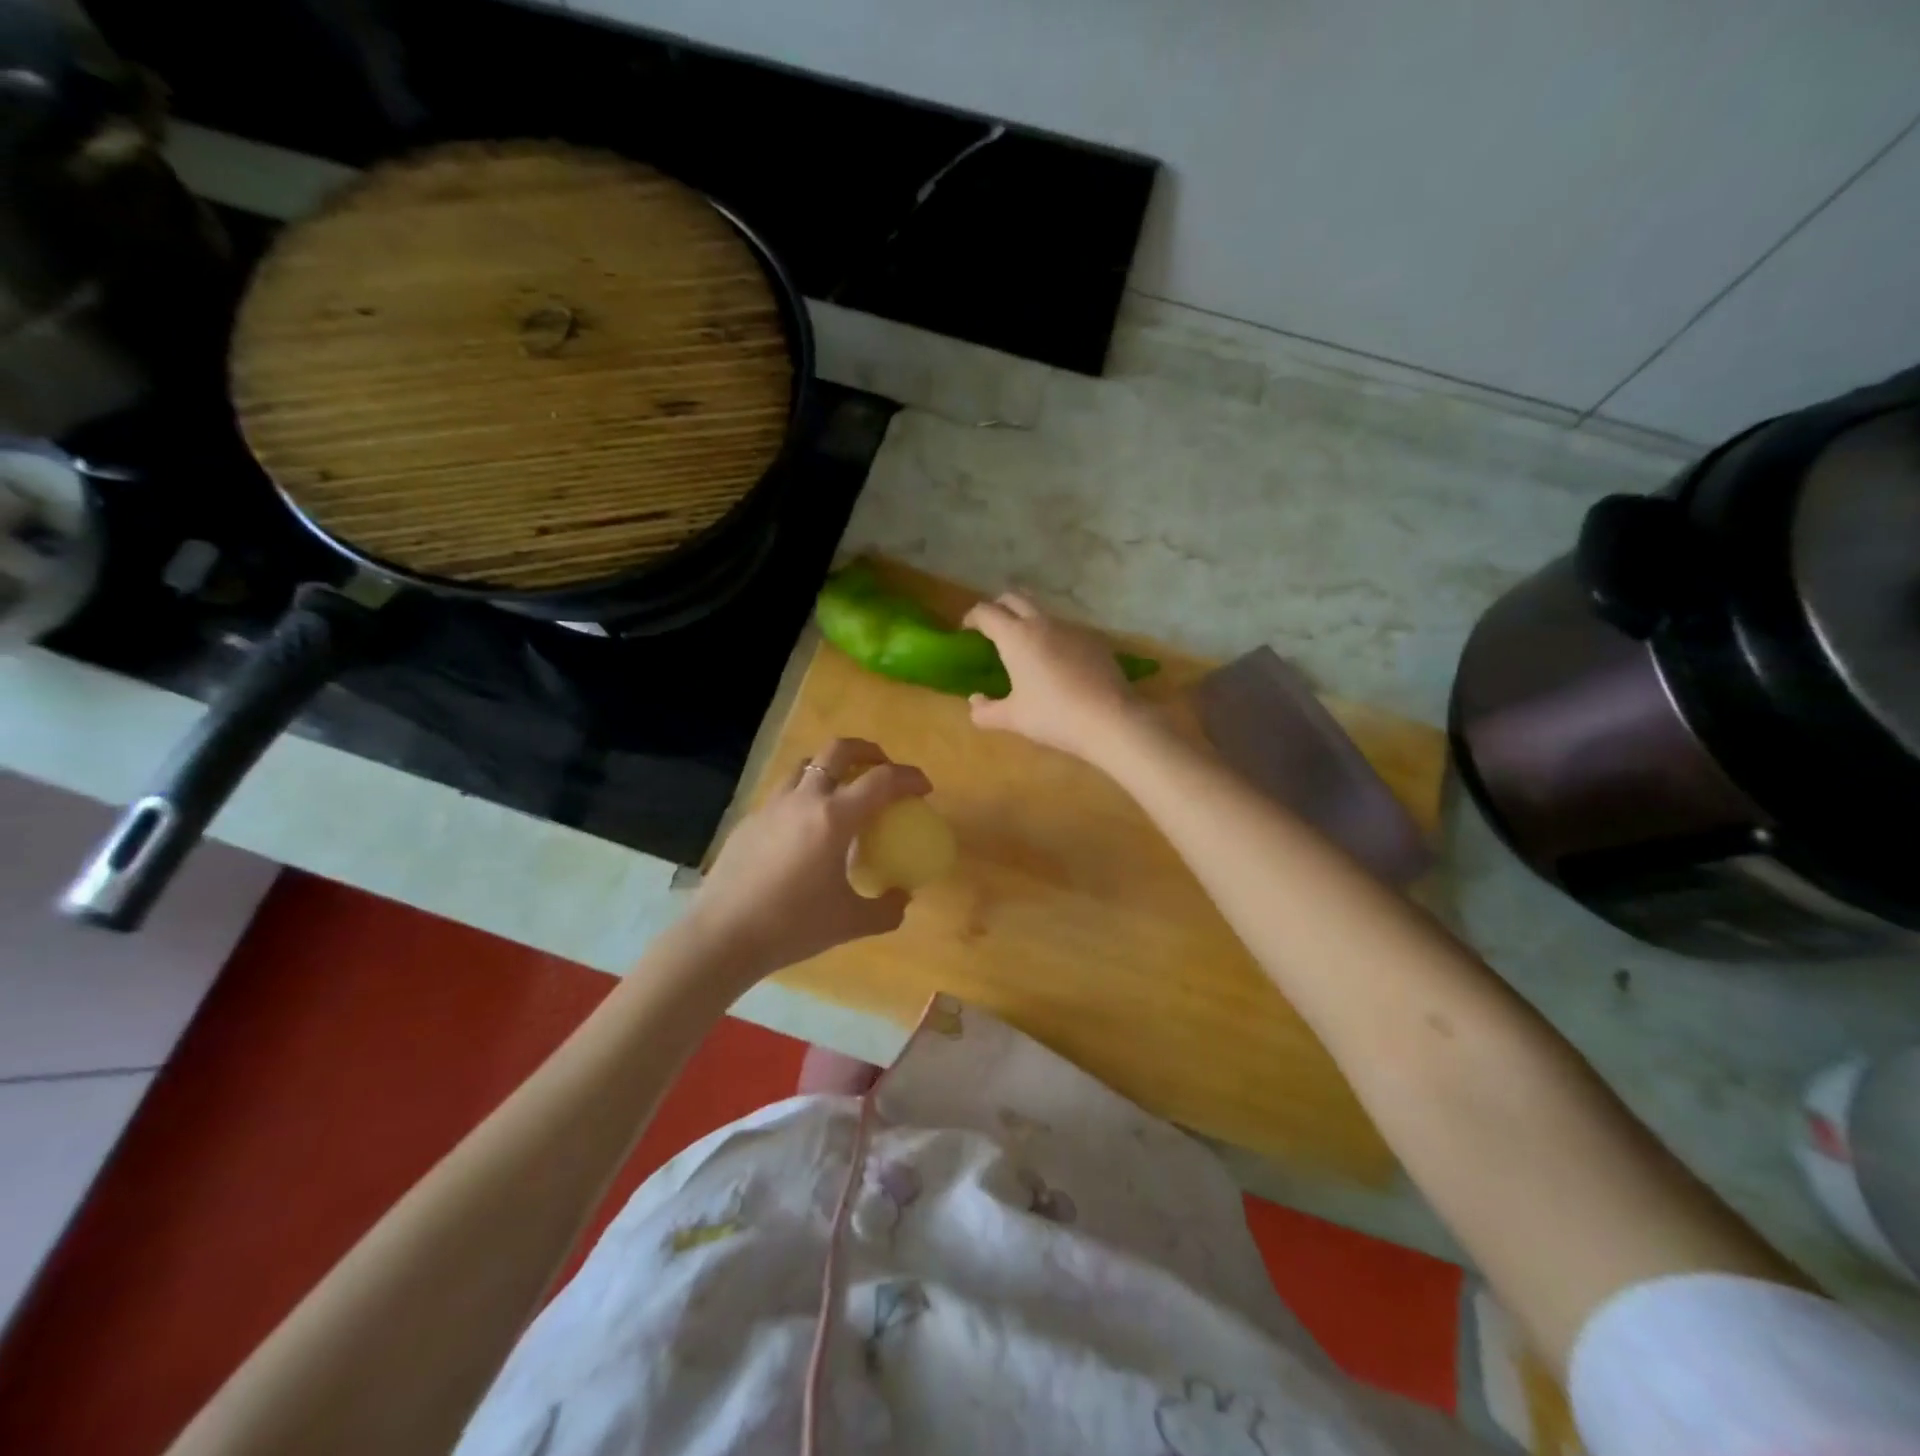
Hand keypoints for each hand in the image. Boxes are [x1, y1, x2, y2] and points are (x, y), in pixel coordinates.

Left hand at [686, 738, 930, 979]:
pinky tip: (805, 829)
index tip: (924, 788)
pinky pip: (784, 793)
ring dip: (832, 768)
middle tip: (883, 770)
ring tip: (843, 792)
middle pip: (839, 750)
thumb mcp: (851, 923)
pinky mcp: (749, 821)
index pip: (881, 780)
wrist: (723, 936)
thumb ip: (887, 909)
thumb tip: (902, 897)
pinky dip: (804, 795)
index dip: (909, 777)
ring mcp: (772, 806)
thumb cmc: (792, 927)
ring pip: (806, 765)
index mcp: (834, 818)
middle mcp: (804, 800)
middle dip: (869, 751)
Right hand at [963, 593, 1145, 761]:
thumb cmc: (1054, 716)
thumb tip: (975, 701)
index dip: (972, 618)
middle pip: (1014, 598)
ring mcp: (1072, 627)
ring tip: (1025, 647)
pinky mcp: (1094, 638)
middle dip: (998, 607)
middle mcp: (1042, 622)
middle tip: (992, 629)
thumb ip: (986, 711)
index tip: (967, 631)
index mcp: (1016, 636)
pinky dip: (1053, 636)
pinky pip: (1066, 628)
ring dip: (1027, 620)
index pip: (986, 612)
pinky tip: (1058, 662)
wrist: (1110, 718)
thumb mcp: (1013, 718)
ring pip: (1042, 611)